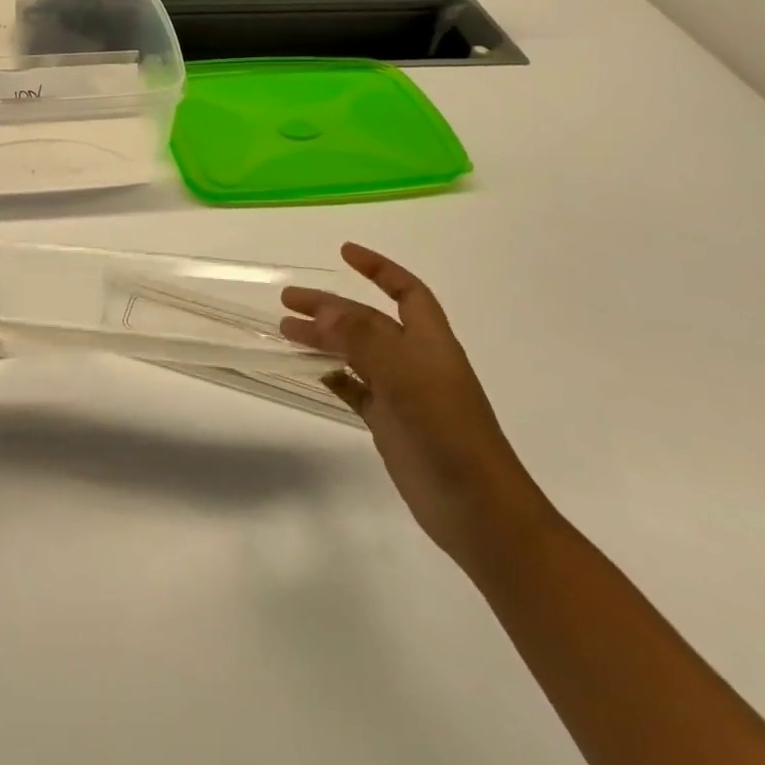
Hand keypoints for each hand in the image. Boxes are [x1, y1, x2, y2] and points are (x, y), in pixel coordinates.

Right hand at [281, 244, 545, 567]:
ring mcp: (402, 393)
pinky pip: (354, 388)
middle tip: (288, 300)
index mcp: (429, 342)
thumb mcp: (406, 378)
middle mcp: (414, 361)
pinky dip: (332, 375)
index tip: (343, 253)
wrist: (479, 511)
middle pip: (367, 321)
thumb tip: (323, 310)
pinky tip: (309, 370)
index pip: (405, 291)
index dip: (378, 268)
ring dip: (323, 338)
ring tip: (285, 331)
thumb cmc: (449, 434)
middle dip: (330, 306)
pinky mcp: (389, 423)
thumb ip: (363, 340)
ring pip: (355, 353)